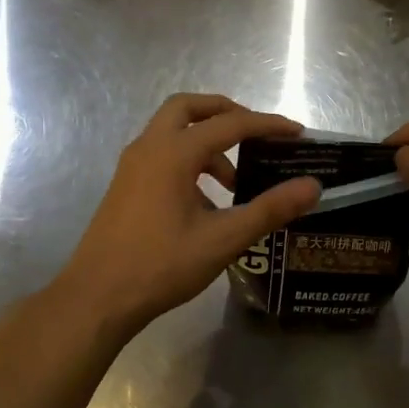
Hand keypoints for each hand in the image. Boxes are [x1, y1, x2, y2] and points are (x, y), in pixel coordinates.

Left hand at [57, 94, 320, 337]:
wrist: (96, 299)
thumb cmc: (160, 266)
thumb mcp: (223, 239)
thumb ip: (270, 209)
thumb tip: (312, 186)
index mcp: (173, 153)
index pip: (230, 124)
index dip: (267, 125)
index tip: (297, 133)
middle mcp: (149, 148)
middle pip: (190, 108)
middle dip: (226, 113)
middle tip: (255, 133)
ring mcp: (132, 166)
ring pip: (173, 131)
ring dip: (207, 142)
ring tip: (236, 182)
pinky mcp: (126, 186)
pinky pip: (162, 154)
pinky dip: (189, 161)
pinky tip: (207, 202)